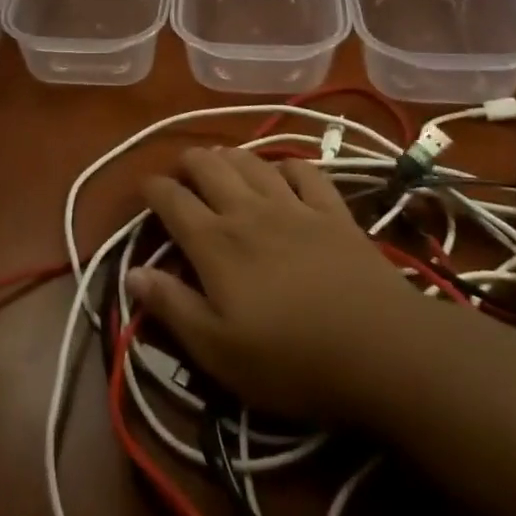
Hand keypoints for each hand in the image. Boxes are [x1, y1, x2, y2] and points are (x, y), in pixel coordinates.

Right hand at [131, 147, 423, 423]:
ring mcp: (294, 207)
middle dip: (188, 161)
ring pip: (252, 163)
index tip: (144, 188)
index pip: (172, 200)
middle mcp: (248, 212)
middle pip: (210, 167)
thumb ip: (173, 307)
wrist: (382, 349)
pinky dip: (287, 166)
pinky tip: (283, 172)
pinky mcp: (333, 212)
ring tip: (220, 159)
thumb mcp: (218, 351)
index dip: (153, 189)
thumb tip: (133, 272)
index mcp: (215, 243)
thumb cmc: (291, 359)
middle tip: (180, 170)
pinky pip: (305, 172)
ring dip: (230, 155)